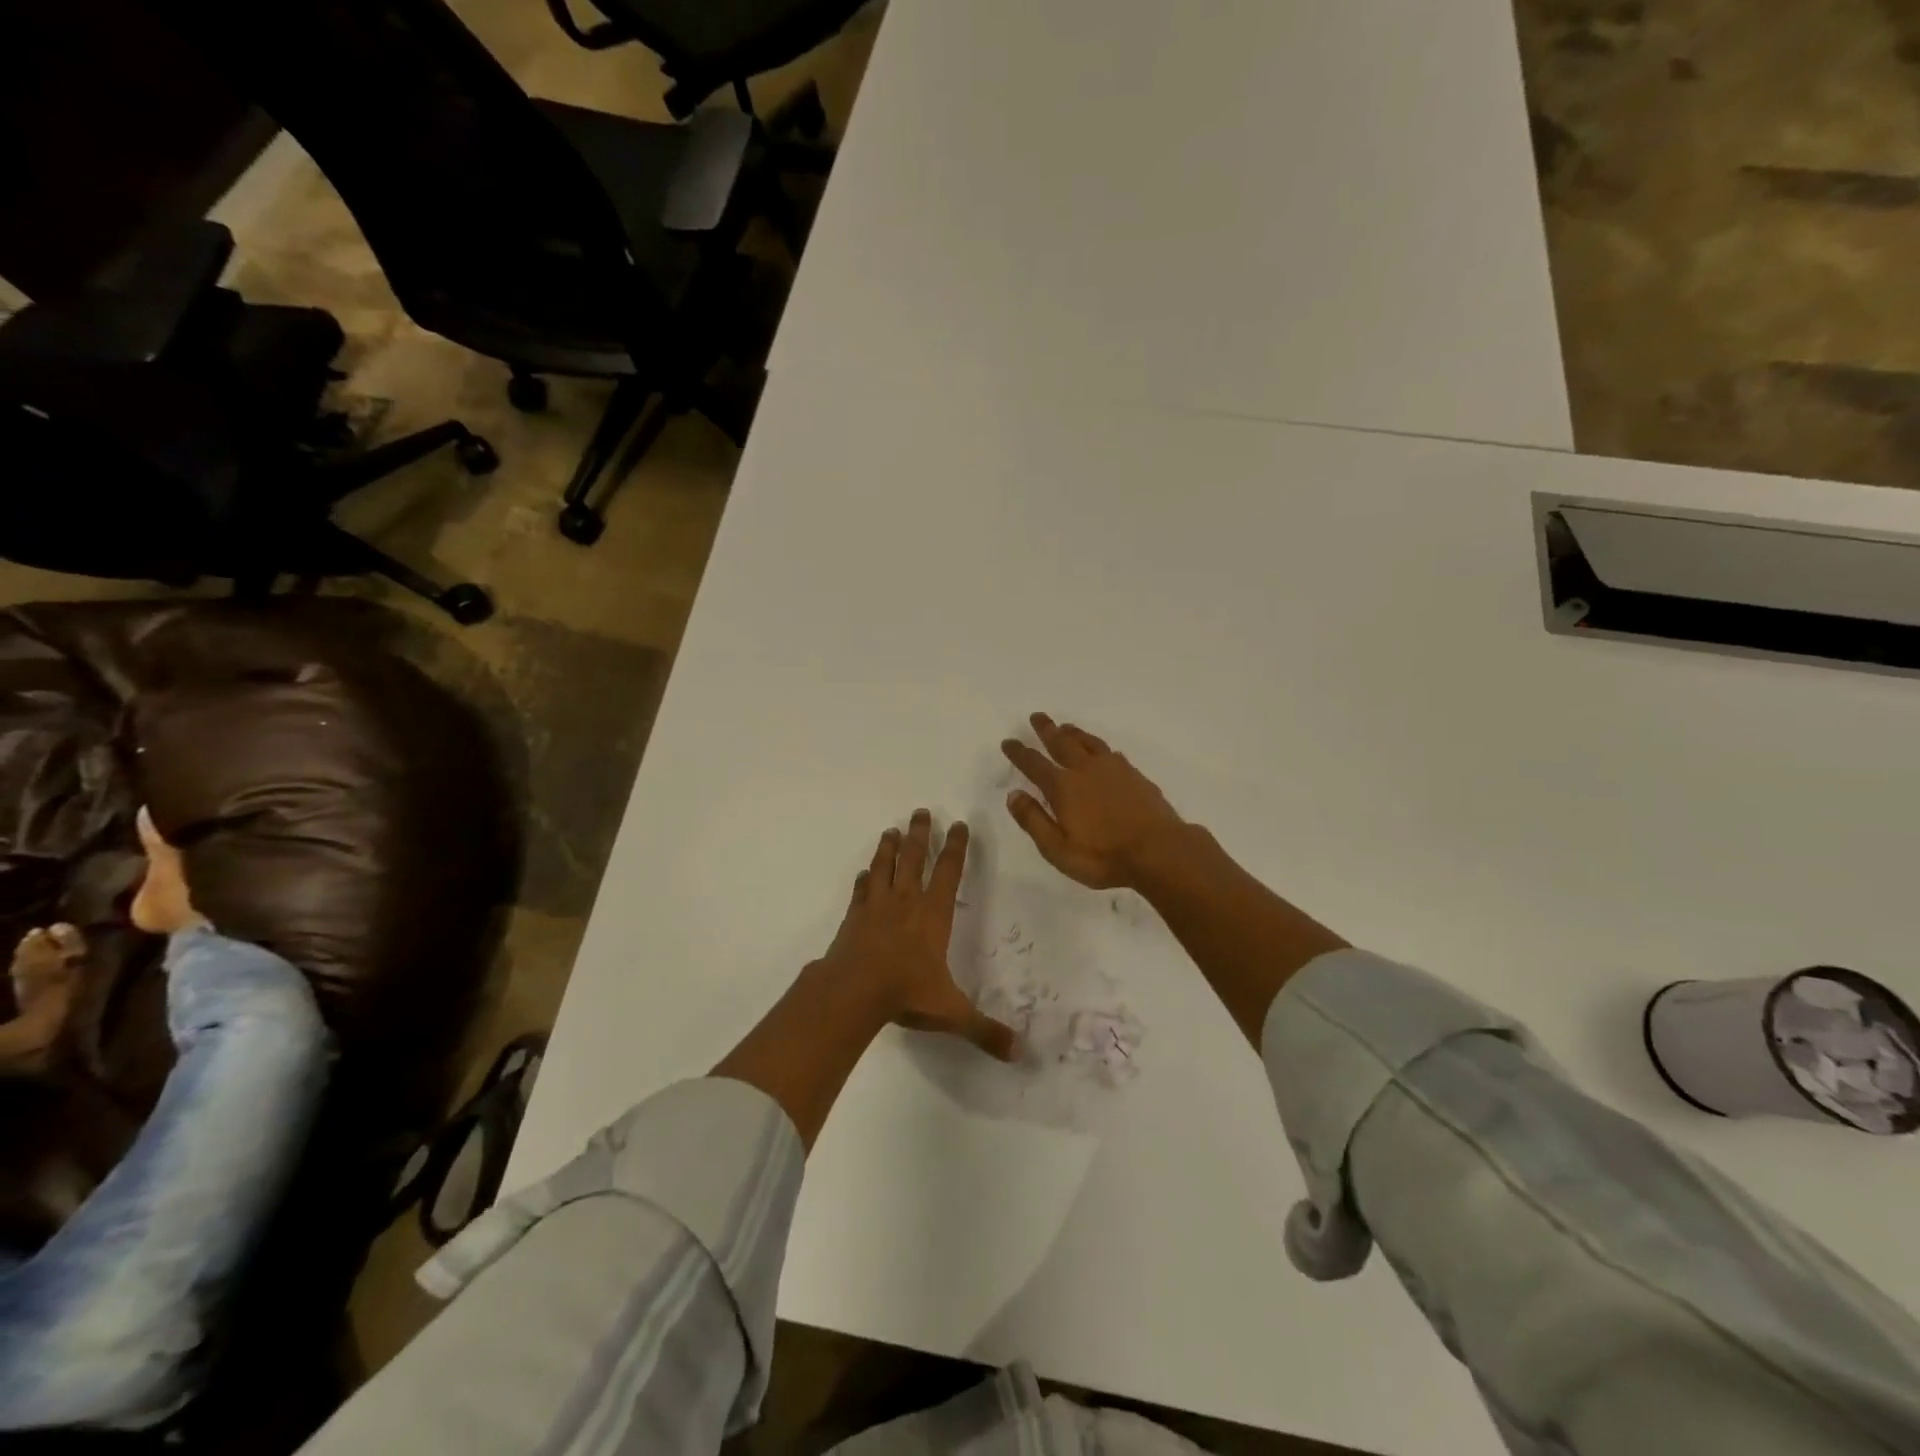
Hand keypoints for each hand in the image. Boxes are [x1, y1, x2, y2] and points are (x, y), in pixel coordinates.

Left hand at [817, 810, 1019, 1061]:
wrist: (853, 991)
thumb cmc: (906, 993)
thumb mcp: (951, 1013)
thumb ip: (984, 1030)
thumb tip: (1019, 1052)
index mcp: (933, 915)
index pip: (949, 872)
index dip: (955, 847)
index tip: (959, 824)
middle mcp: (906, 902)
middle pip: (914, 859)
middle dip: (920, 834)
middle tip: (921, 811)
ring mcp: (877, 907)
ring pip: (885, 867)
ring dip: (889, 847)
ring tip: (892, 830)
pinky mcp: (854, 918)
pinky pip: (861, 891)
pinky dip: (864, 880)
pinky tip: (863, 873)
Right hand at [1001, 713, 1186, 889]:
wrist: (1159, 851)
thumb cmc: (1103, 857)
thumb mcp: (1058, 849)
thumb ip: (1033, 820)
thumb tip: (1014, 794)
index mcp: (1063, 787)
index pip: (1034, 764)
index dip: (1019, 752)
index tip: (1008, 742)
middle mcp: (1086, 770)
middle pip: (1062, 743)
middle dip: (1047, 730)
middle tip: (1037, 716)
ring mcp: (1114, 770)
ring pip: (1088, 743)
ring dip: (1074, 733)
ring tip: (1065, 726)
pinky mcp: (1135, 776)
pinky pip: (1111, 753)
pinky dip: (1100, 747)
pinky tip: (1103, 751)